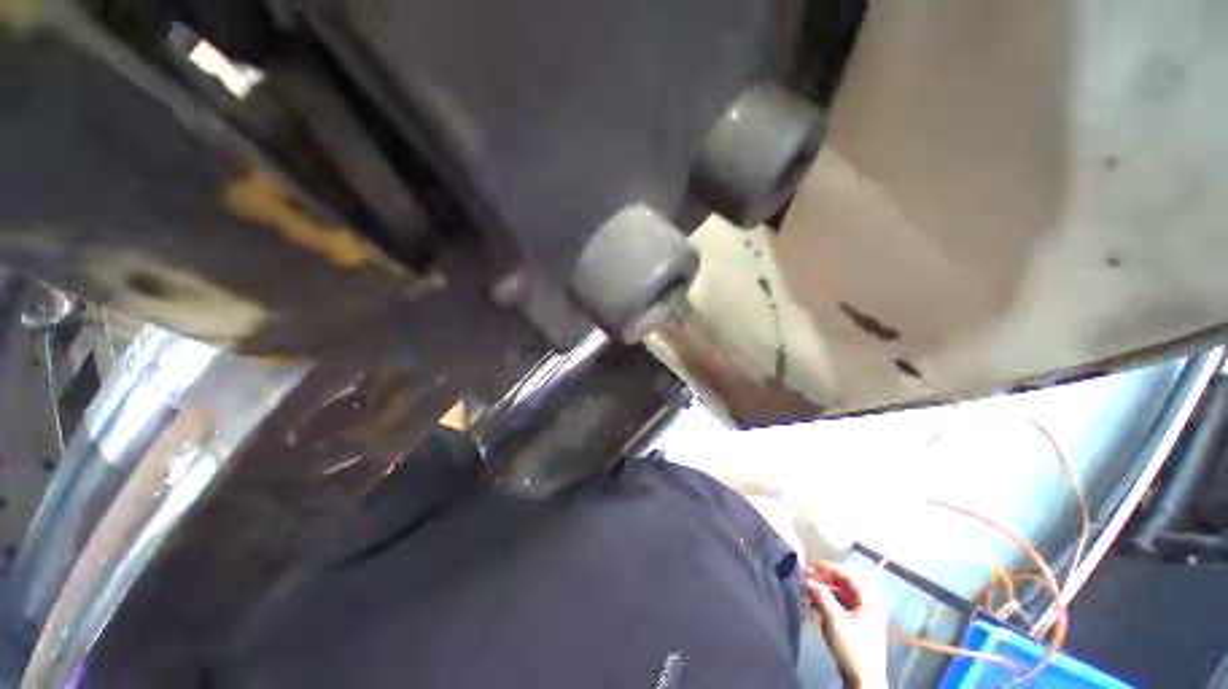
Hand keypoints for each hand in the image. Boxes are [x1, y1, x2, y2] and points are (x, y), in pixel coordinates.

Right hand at [803, 562, 888, 688]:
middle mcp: (867, 605)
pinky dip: (827, 600)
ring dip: (824, 589)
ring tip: (807, 589)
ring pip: (841, 594)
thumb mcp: (835, 620)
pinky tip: (813, 602)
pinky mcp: (855, 624)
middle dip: (825, 578)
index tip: (811, 567)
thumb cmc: (852, 647)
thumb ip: (822, 597)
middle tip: (807, 576)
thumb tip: (807, 580)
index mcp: (868, 602)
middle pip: (845, 584)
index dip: (830, 569)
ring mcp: (862, 615)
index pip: (849, 576)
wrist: (862, 679)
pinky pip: (840, 604)